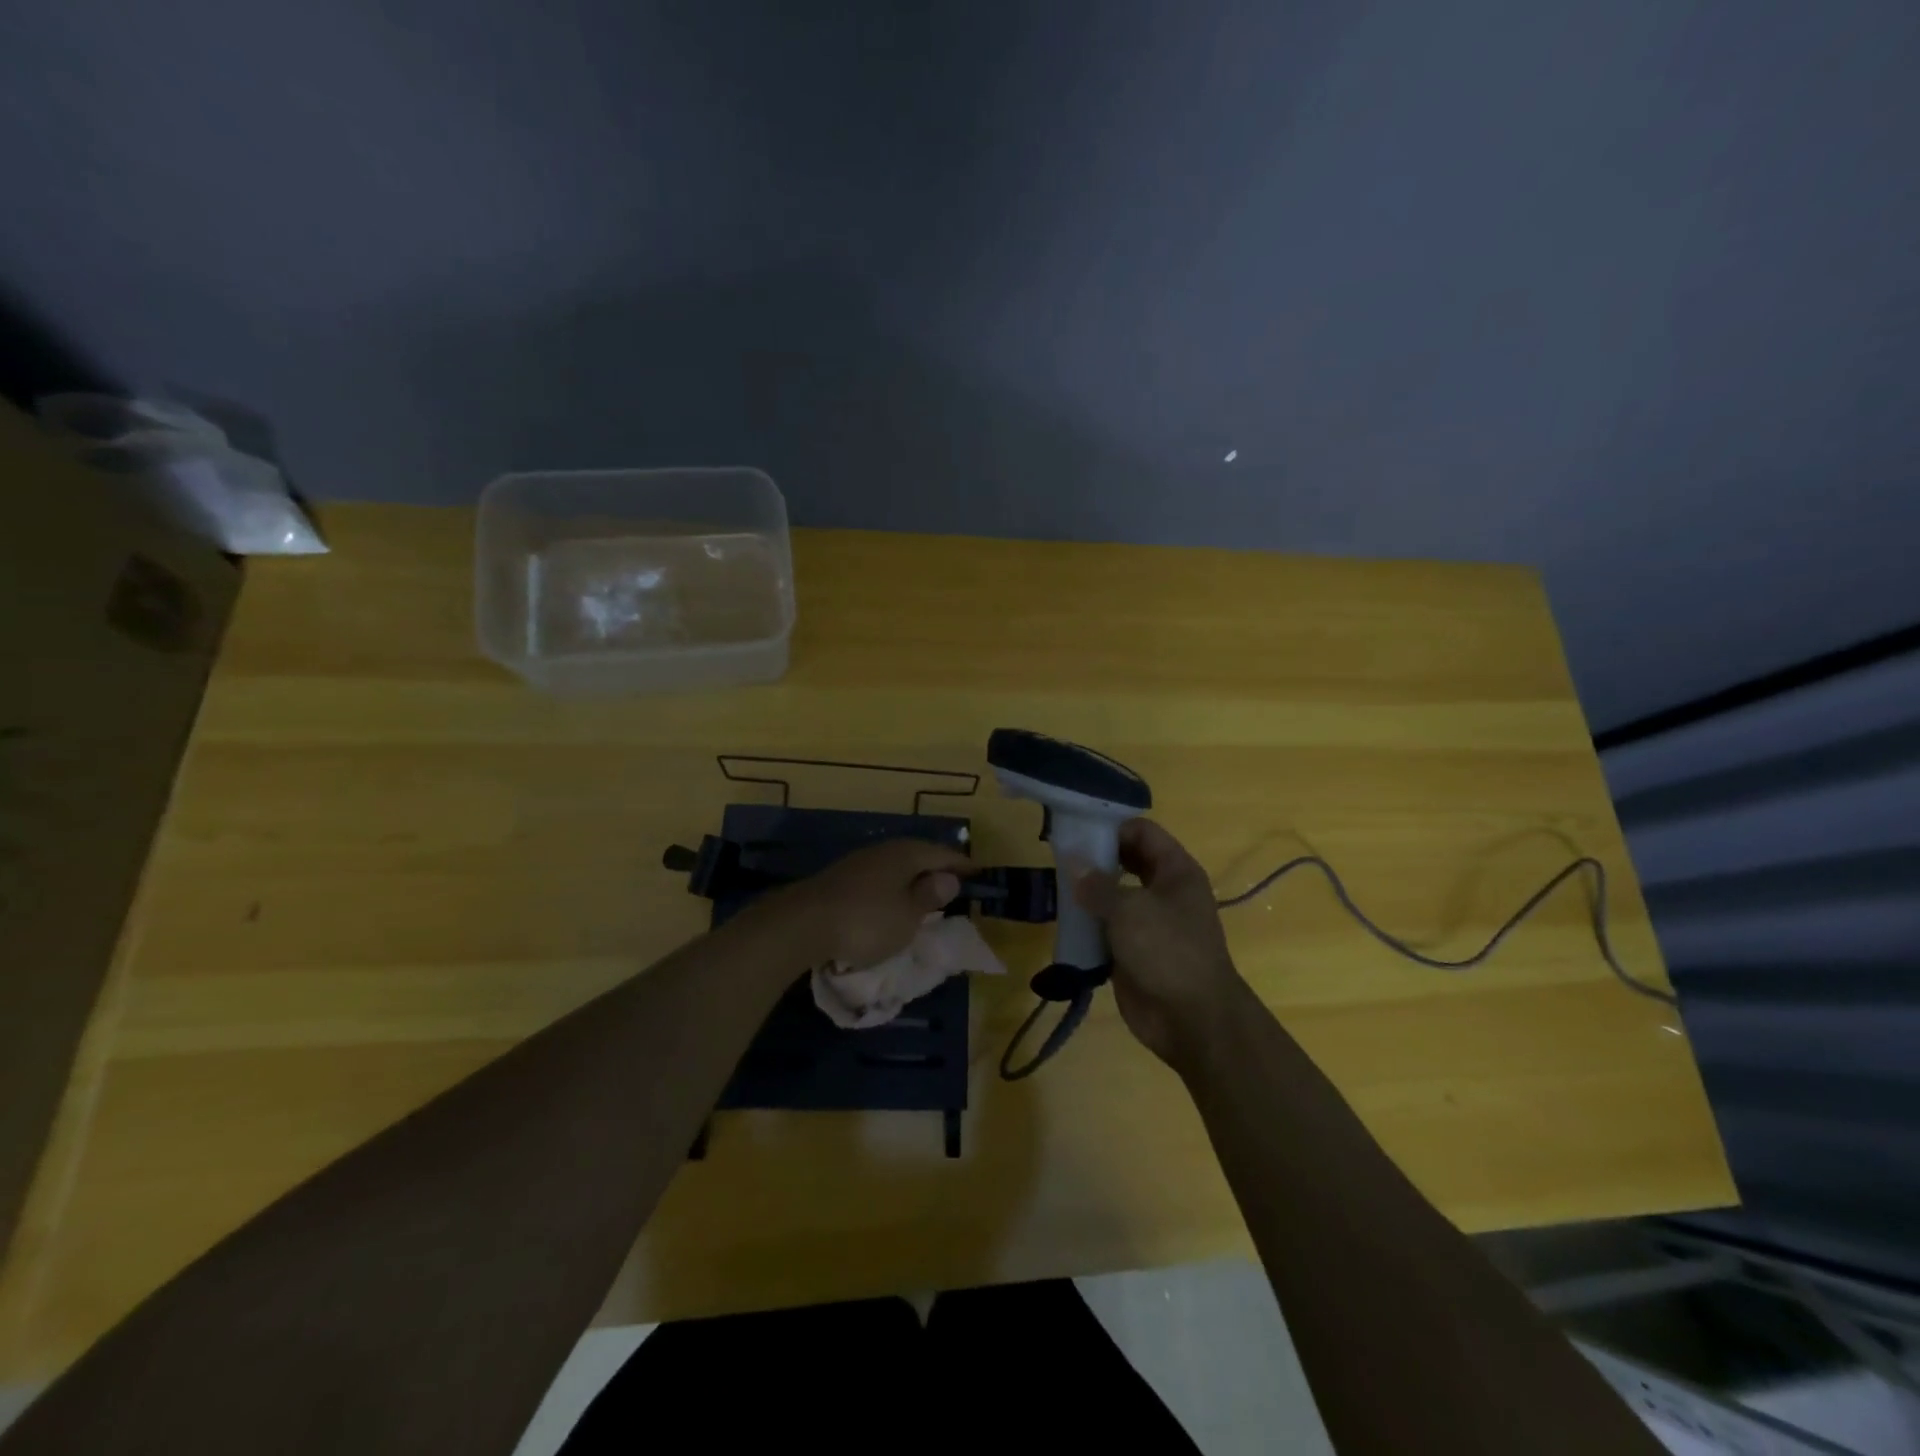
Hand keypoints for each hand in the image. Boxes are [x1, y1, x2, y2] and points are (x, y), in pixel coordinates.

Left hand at [759, 838, 975, 969]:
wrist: (802, 924)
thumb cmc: (866, 921)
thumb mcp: (908, 916)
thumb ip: (929, 897)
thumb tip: (948, 878)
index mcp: (906, 854)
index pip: (942, 854)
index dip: (961, 864)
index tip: (977, 872)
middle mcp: (883, 850)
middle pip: (916, 855)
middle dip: (934, 868)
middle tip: (952, 882)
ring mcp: (857, 863)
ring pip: (894, 866)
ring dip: (910, 879)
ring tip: (923, 893)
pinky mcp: (838, 880)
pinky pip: (876, 879)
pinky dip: (890, 888)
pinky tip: (889, 902)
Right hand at [1074, 818, 1246, 1069]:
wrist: (1192, 1019)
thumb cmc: (1167, 951)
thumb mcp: (1129, 910)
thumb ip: (1097, 884)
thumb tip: (1072, 862)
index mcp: (1175, 871)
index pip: (1141, 832)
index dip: (1111, 827)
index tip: (1075, 831)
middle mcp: (1164, 891)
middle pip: (1126, 861)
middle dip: (1095, 859)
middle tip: (1059, 857)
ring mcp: (1149, 922)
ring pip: (1113, 895)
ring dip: (1088, 892)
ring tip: (1055, 887)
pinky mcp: (1134, 950)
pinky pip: (1107, 927)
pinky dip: (1088, 924)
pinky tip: (1064, 921)